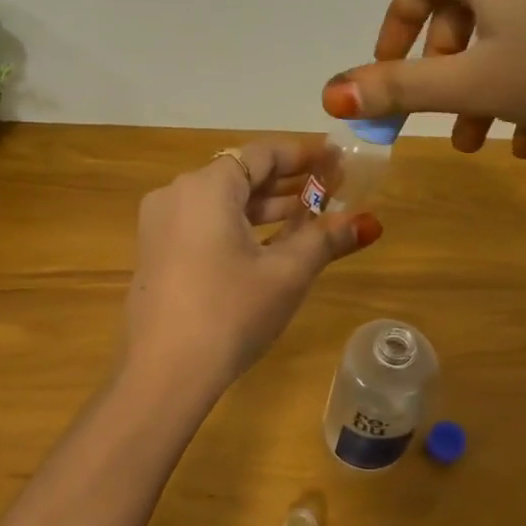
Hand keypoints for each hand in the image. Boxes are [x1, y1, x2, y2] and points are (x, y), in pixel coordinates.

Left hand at [124, 140, 380, 390]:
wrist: (164, 373)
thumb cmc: (230, 312)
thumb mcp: (286, 274)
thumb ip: (325, 239)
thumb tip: (368, 222)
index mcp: (206, 187)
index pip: (262, 153)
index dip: (305, 154)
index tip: (338, 160)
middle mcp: (177, 194)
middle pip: (241, 175)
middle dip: (289, 182)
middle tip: (333, 190)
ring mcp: (161, 225)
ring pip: (223, 202)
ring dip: (266, 207)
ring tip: (311, 217)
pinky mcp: (158, 252)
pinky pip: (205, 224)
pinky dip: (240, 226)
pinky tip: (271, 245)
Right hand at [321, 0, 525, 152]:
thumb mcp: (473, 83)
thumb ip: (398, 89)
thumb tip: (330, 94)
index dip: (394, 34)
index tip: (389, 78)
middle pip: (462, 11)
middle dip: (447, 76)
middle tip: (446, 125)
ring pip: (505, 28)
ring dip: (487, 87)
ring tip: (487, 143)